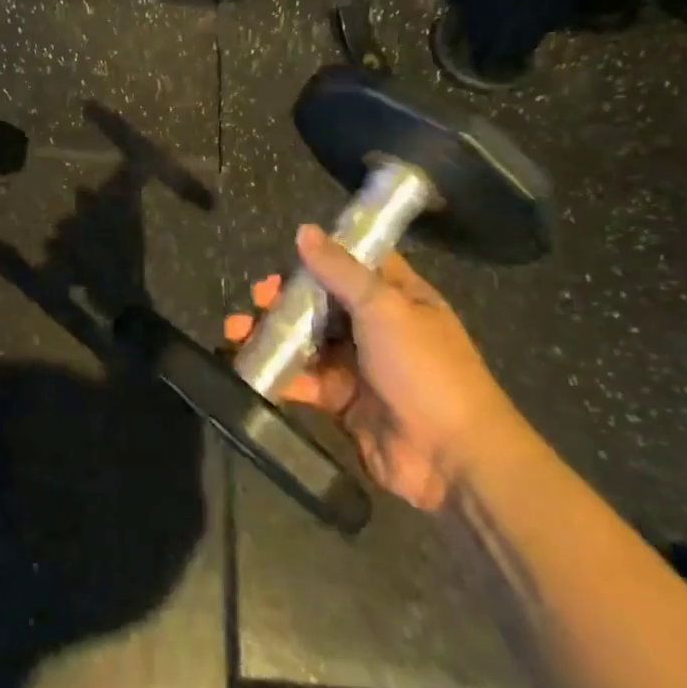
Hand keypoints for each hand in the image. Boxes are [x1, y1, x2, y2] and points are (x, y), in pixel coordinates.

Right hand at [231, 230, 526, 512]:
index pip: (357, 265)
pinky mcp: (343, 403)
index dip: (323, 257)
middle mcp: (379, 328)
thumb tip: (304, 230)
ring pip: (308, 342)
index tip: (287, 254)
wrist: (451, 457)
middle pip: (323, 303)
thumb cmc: (423, 368)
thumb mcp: (383, 306)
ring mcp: (360, 367)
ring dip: (272, 334)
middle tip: (257, 297)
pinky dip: (279, 374)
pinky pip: (306, 381)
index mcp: (399, 298)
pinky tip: (251, 367)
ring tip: (235, 330)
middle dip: (286, 298)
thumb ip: (339, 269)